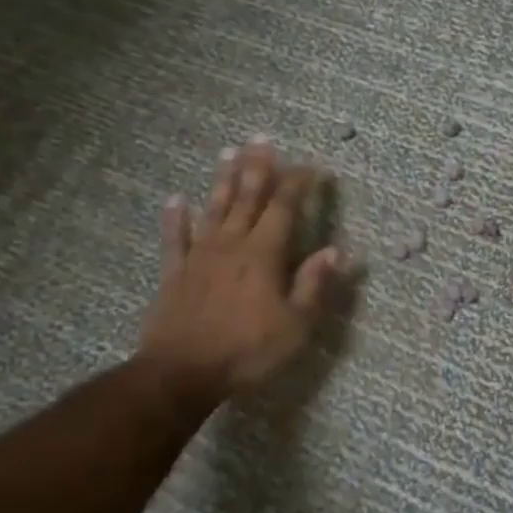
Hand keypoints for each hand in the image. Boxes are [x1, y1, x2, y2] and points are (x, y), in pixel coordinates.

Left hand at [138, 141, 344, 406]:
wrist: (180, 374)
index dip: (299, 184)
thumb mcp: (295, 326)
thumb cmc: (246, 351)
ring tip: (229, 152)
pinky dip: (175, 218)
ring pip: (214, 209)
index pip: (285, 208)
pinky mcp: (174, 273)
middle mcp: (232, 244)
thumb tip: (337, 251)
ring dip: (223, 180)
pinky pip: (175, 238)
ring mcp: (200, 256)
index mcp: (264, 254)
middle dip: (258, 167)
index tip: (312, 167)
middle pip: (247, 197)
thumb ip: (314, 285)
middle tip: (262, 139)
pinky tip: (176, 199)